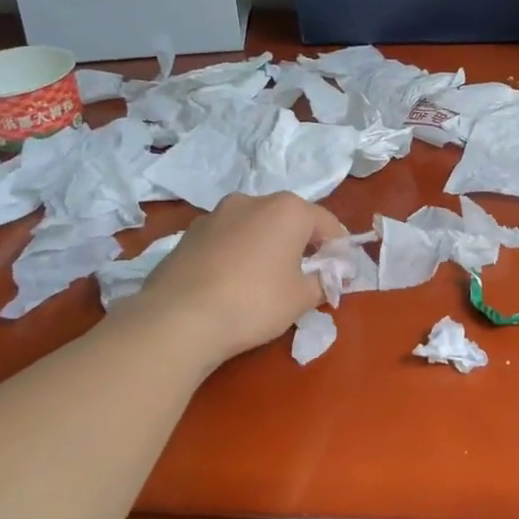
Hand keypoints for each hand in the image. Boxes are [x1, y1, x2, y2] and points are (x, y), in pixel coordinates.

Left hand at [129, 193, 347, 367]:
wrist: (179, 318)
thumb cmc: (254, 302)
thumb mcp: (302, 298)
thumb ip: (323, 282)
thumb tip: (329, 276)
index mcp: (287, 209)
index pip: (326, 223)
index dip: (338, 248)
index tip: (339, 272)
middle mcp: (251, 200)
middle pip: (288, 219)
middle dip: (300, 244)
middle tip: (304, 276)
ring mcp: (215, 214)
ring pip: (254, 227)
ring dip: (266, 246)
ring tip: (264, 280)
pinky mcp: (189, 234)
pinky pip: (226, 239)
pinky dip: (237, 253)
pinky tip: (231, 283)